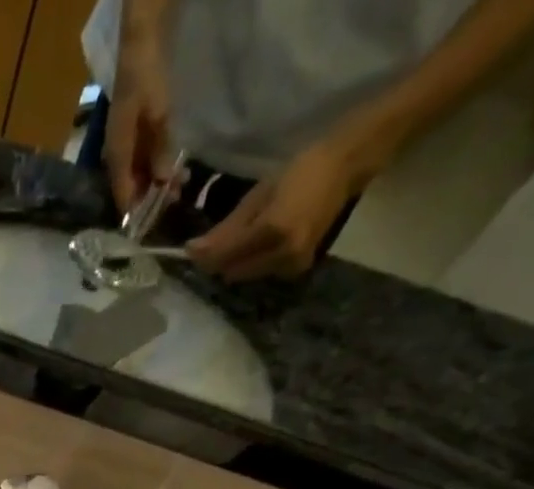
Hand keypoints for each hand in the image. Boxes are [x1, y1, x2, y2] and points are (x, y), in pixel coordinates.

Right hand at [105, 30, 175, 212]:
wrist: (140, 42)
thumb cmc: (146, 77)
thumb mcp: (158, 113)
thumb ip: (161, 149)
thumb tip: (164, 182)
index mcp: (116, 155)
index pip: (123, 197)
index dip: (136, 214)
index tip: (152, 228)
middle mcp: (116, 156)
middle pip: (131, 189)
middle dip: (150, 199)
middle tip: (174, 202)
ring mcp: (124, 146)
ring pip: (138, 176)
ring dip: (156, 183)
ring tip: (180, 184)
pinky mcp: (133, 136)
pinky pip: (143, 161)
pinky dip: (157, 168)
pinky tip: (173, 168)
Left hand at [185, 140, 365, 281]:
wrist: (346, 167)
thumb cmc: (301, 171)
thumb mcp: (259, 194)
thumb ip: (227, 228)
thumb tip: (194, 250)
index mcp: (272, 230)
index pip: (225, 256)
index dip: (203, 255)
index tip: (187, 249)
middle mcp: (282, 254)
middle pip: (232, 271)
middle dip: (218, 261)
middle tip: (211, 243)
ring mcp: (292, 265)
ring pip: (245, 275)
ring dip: (235, 263)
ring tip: (238, 240)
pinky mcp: (298, 269)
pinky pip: (262, 273)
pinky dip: (253, 263)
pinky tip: (259, 244)